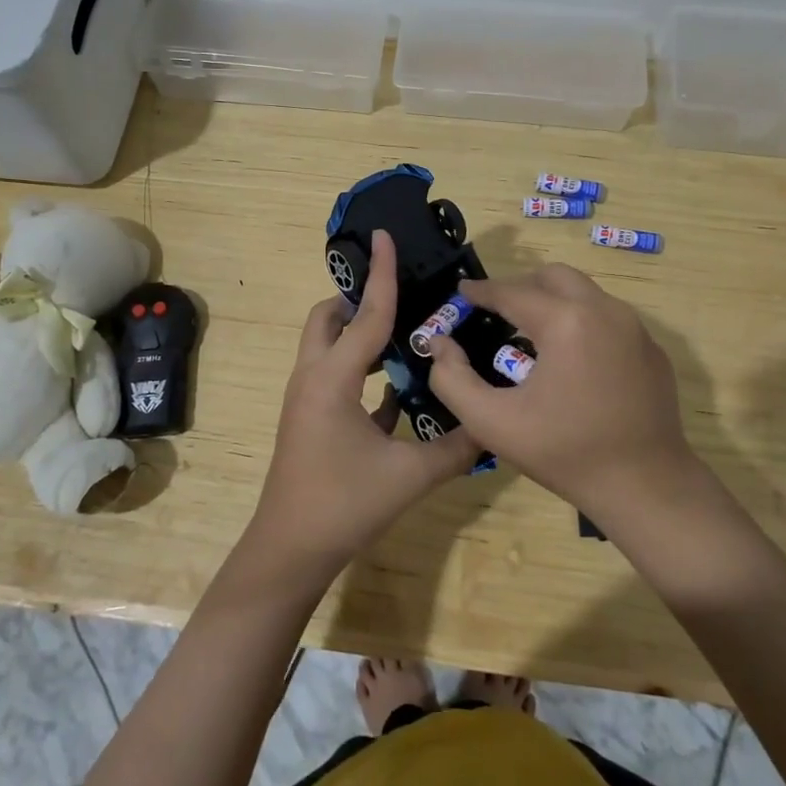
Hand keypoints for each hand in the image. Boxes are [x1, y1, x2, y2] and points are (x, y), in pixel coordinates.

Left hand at [246, 230, 479, 583]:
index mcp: (332, 379)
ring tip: (408, 335)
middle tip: (403, 299)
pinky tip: (399, 386)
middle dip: (358, 300)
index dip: (381, 275)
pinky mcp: (311, 419)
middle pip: (328, 318)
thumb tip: (494, 425)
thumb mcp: (409, 476)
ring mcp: (308, 399)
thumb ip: (455, 446)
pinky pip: (336, 377)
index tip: (385, 236)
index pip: (365, 314)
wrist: (291, 550)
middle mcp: (313, 378)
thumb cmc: (344, 505)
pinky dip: (362, 370)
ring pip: (329, 346)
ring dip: (360, 334)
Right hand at [426, 265, 699, 514]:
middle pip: (554, 277)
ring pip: (584, 294)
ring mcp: (635, 328)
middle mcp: (604, 311)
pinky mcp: (652, 350)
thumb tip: (439, 344)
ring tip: (532, 337)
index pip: (512, 292)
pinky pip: (608, 320)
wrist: (646, 487)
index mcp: (565, 322)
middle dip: (521, 287)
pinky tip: (572, 363)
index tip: (462, 293)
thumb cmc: (564, 453)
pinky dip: (582, 324)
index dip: (481, 291)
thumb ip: (452, 379)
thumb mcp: (493, 423)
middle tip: (498, 312)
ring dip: (553, 303)